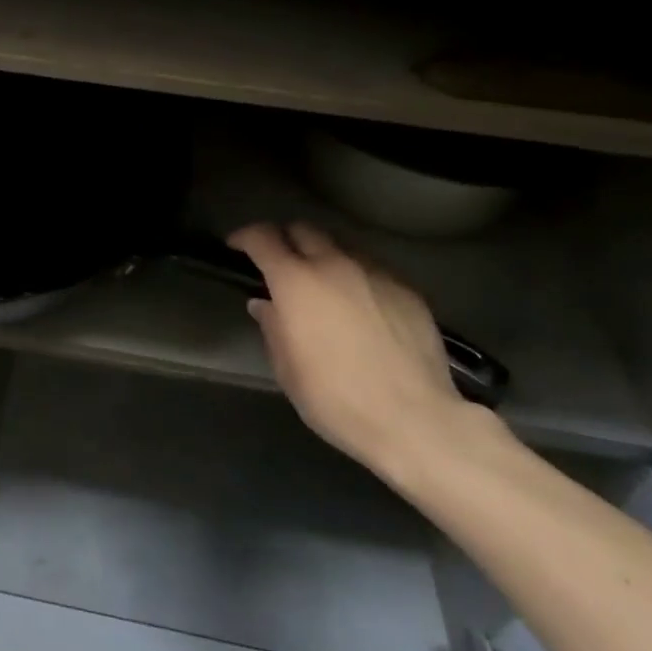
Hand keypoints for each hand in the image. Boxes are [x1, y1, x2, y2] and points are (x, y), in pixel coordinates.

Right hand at [228, 221, 475, 474]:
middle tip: (280, 264)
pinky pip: (372, 269)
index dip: (244, 237)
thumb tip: (266, 305)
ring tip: (324, 284)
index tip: (236, 247)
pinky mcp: (407, 289)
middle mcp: (334, 265)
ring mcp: (375, 274)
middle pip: (303, 230)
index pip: (262, 238)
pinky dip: (356, 277)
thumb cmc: (336, 399)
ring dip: (324, 256)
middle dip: (286, 239)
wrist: (416, 420)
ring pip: (341, 246)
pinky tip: (361, 306)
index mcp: (296, 282)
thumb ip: (272, 327)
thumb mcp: (287, 369)